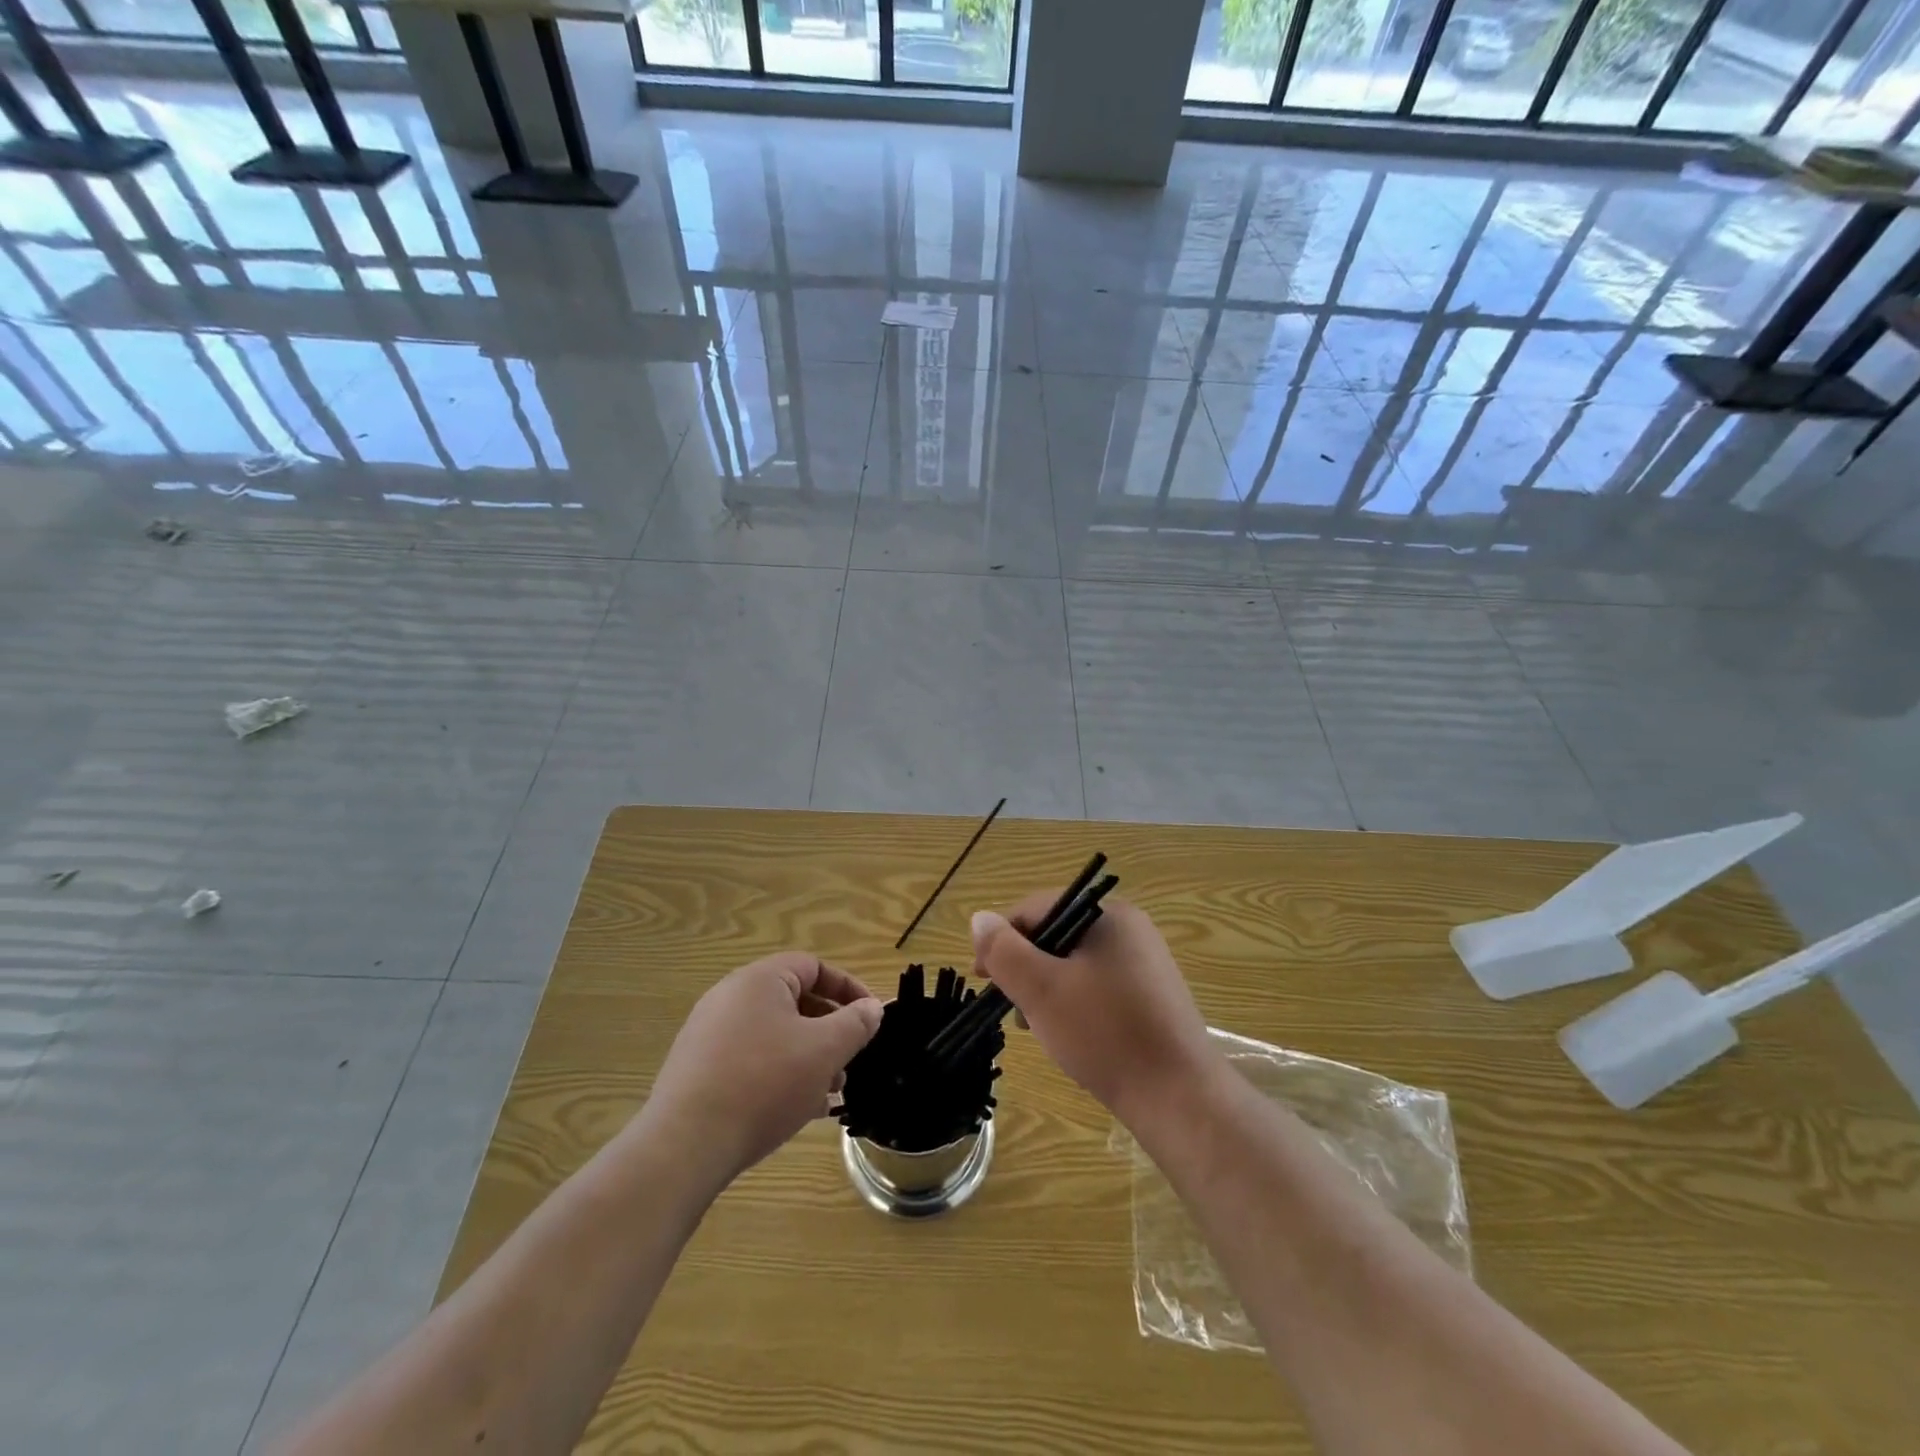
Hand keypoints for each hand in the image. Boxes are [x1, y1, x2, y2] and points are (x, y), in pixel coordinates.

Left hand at [643, 953, 883, 1185]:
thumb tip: (873, 1008)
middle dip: (829, 1030)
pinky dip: (779, 1075)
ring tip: (828, 1092)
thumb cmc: (764, 1084)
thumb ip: (855, 1024)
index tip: (871, 1017)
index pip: (814, 967)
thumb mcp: (824, 1051)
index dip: (848, 988)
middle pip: (793, 1001)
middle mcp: (730, 998)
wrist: (685, 1147)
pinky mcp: (698, 1070)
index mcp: (759, 980)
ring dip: (807, 1057)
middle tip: (850, 1060)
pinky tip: (797, 1110)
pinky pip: (751, 1061)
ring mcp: (709, 1035)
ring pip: (774, 1035)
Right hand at [971, 894, 1220, 1122]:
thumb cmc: (1104, 1034)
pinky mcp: (1151, 995)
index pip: (1037, 908)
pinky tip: (1071, 1036)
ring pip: (1075, 963)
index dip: (1002, 940)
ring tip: (1039, 1029)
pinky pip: (1098, 985)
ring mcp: (1144, 962)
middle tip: (1012, 1009)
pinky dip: (1074, 1003)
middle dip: (1026, 968)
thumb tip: (979, 918)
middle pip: (1057, 934)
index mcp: (1107, 914)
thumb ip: (1004, 950)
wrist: (1179, 1097)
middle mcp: (1130, 929)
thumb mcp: (1042, 989)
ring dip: (1047, 989)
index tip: (982, 980)